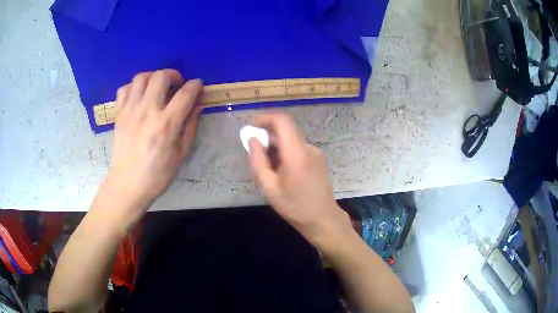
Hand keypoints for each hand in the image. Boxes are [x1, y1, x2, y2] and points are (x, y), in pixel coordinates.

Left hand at [103, 69, 202, 214]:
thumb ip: (190, 125)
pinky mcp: (119, 114)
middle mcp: (148, 111)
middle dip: (173, 75)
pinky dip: (134, 87)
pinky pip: (125, 89)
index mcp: (167, 124)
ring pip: (142, 77)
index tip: (197, 85)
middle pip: (161, 77)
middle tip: (176, 84)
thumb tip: (197, 105)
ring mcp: (130, 110)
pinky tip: (139, 95)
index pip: (185, 93)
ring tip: (157, 87)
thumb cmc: (158, 173)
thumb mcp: (181, 153)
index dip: (195, 85)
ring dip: (153, 77)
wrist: (128, 183)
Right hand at [249, 112, 352, 251]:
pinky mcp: (319, 159)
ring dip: (277, 146)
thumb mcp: (269, 187)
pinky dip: (287, 152)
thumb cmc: (294, 206)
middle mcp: (308, 147)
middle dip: (268, 135)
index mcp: (296, 152)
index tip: (253, 127)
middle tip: (256, 152)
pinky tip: (283, 172)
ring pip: (292, 140)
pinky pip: (299, 148)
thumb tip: (253, 139)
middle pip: (287, 130)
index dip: (265, 118)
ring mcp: (316, 153)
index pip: (282, 121)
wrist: (323, 219)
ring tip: (270, 169)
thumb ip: (258, 161)